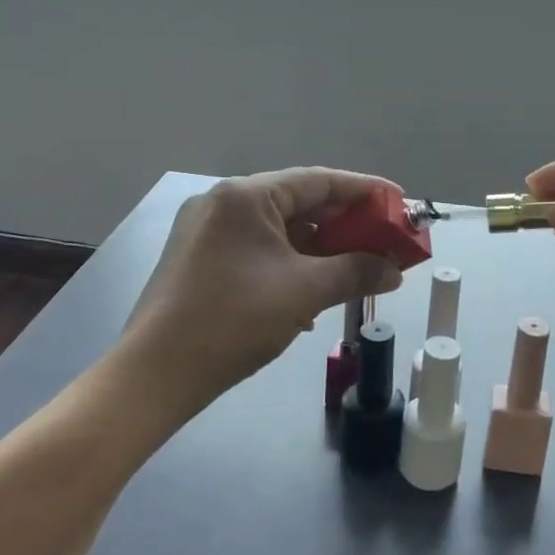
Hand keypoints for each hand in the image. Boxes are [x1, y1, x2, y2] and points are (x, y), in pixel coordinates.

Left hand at [122, 169, 404, 418]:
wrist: (156, 374)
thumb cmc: (234, 319)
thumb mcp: (304, 292)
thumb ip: (355, 272)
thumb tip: (395, 270)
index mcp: (246, 195)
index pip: (319, 180)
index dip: (364, 191)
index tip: (398, 202)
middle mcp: (223, 203)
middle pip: (297, 204)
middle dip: (343, 226)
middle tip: (382, 242)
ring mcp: (206, 231)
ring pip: (277, 230)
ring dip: (318, 250)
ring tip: (354, 270)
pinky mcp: (198, 260)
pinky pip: (256, 251)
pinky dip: (289, 265)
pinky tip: (310, 294)